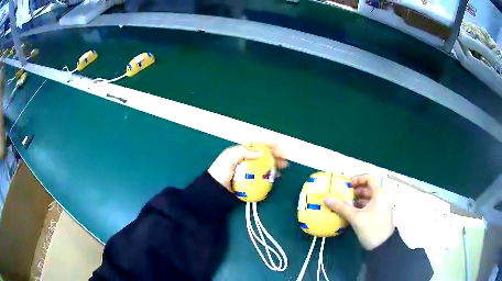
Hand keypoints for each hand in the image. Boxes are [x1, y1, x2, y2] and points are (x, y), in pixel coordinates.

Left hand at [208, 143, 287, 191]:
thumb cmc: (220, 171)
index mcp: (242, 152)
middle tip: (284, 159)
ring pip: (265, 166)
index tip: (279, 145)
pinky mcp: (250, 181)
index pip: (258, 146)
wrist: (214, 189)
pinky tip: (275, 177)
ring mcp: (249, 171)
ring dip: (275, 166)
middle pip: (264, 156)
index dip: (269, 144)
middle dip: (276, 156)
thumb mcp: (230, 157)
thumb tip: (261, 151)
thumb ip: (244, 152)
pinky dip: (269, 176)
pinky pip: (262, 177)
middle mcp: (247, 160)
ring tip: (283, 168)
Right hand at [324, 175, 393, 249]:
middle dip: (354, 191)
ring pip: (367, 198)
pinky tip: (349, 212)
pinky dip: (359, 207)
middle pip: (368, 188)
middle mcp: (382, 197)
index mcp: (379, 194)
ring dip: (355, 200)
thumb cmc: (371, 228)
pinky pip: (368, 206)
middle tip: (341, 194)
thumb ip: (341, 207)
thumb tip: (326, 199)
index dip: (358, 179)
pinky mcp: (378, 215)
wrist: (382, 247)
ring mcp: (381, 207)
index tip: (346, 184)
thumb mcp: (355, 218)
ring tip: (342, 203)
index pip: (369, 179)